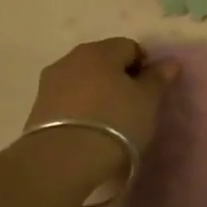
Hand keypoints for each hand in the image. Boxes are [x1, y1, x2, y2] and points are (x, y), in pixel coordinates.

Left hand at [25, 38, 178, 179]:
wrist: (62, 160)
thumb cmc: (115, 122)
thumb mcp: (147, 101)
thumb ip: (158, 78)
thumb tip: (169, 62)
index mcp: (100, 50)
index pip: (130, 46)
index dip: (144, 66)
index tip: (150, 92)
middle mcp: (71, 58)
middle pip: (103, 61)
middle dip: (119, 77)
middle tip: (132, 105)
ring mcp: (50, 82)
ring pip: (83, 80)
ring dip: (97, 93)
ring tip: (109, 121)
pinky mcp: (37, 108)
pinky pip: (67, 100)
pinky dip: (80, 108)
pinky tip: (89, 130)